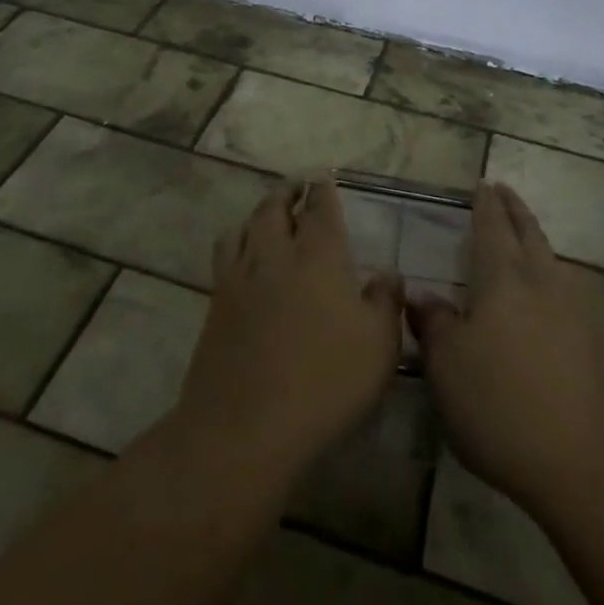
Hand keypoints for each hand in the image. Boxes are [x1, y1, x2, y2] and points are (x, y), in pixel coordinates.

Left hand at [175, 180, 404, 479]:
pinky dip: (236, 240)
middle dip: (287, 192)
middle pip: (275, 208)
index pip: (320, 208)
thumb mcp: (379, 345)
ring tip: (268, 214)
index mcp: (318, 256)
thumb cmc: (325, 383)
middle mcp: (275, 254)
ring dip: (259, 212)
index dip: (323, 190)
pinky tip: (242, 255)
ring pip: (245, 226)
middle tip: (296, 186)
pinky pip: (224, 254)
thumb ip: (386, 301)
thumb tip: (388, 273)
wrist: (245, 427)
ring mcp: (240, 277)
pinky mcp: (216, 303)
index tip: (324, 178)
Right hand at [408, 183, 603, 515]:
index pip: (492, 226)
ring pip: (551, 258)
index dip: (485, 204)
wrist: (582, 462)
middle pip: (529, 232)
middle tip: (503, 190)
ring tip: (523, 234)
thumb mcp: (446, 365)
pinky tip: (547, 291)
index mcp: (503, 278)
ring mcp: (574, 309)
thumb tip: (421, 295)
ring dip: (535, 238)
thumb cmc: (499, 405)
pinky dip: (551, 273)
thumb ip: (434, 322)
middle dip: (514, 209)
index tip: (482, 184)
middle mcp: (542, 281)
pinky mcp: (595, 340)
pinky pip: (567, 287)